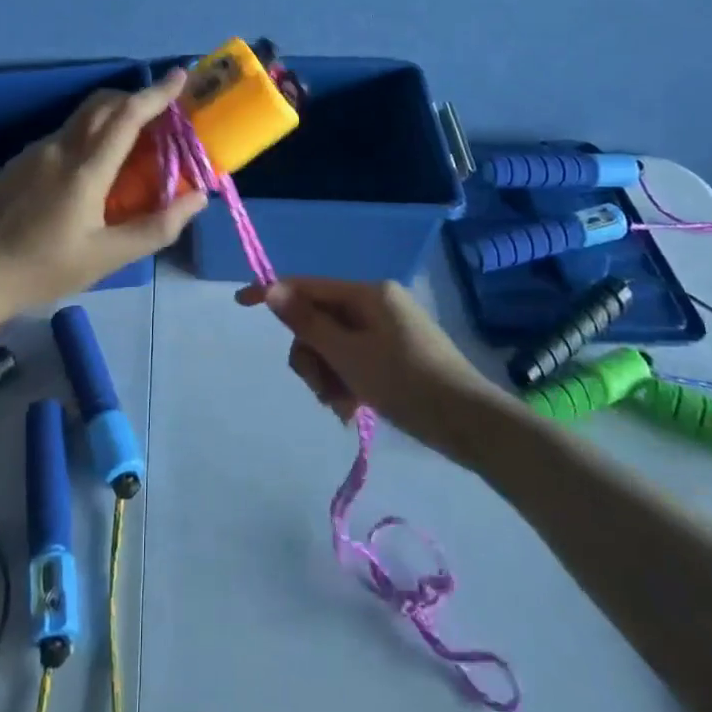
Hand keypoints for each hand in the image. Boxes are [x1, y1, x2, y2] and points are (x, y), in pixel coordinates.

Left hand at [0, 67, 208, 313]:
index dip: (157, 93)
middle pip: (103, 104)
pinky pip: (64, 135)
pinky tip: (92, 170)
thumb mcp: (106, 258)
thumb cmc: (42, 270)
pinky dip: (89, 135)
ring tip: (133, 146)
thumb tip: (197, 197)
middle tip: (163, 114)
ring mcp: (35, 152)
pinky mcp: (19, 162)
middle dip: (136, 98)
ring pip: (81, 118)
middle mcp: (60, 149)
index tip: (180, 75)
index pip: (127, 116)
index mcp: (85, 170)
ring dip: (112, 117)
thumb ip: (155, 227)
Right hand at [238, 277, 503, 453]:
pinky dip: (347, 382)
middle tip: (322, 390)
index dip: (273, 294)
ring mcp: (387, 329)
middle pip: (319, 321)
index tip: (240, 303)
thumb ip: (307, 323)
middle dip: (312, 356)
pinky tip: (353, 410)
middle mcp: (376, 304)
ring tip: (343, 407)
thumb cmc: (406, 382)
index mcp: (368, 293)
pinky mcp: (395, 354)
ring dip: (328, 376)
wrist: (470, 424)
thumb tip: (272, 288)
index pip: (308, 286)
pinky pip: (354, 360)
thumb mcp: (349, 355)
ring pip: (334, 346)